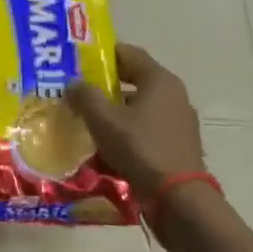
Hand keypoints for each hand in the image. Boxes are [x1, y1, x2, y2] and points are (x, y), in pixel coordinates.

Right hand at [66, 43, 207, 196]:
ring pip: (140, 107)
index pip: (129, 53)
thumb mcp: (103, 120)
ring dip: (116, 111)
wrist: (178, 198)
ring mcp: (179, 121)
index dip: (103, 53)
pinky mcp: (178, 144)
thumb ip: (85, 97)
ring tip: (88, 120)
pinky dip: (128, 131)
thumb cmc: (140, 149)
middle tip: (78, 91)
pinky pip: (147, 129)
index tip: (79, 60)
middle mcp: (174, 95)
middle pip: (135, 80)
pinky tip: (108, 146)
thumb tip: (73, 84)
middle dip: (106, 85)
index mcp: (159, 80)